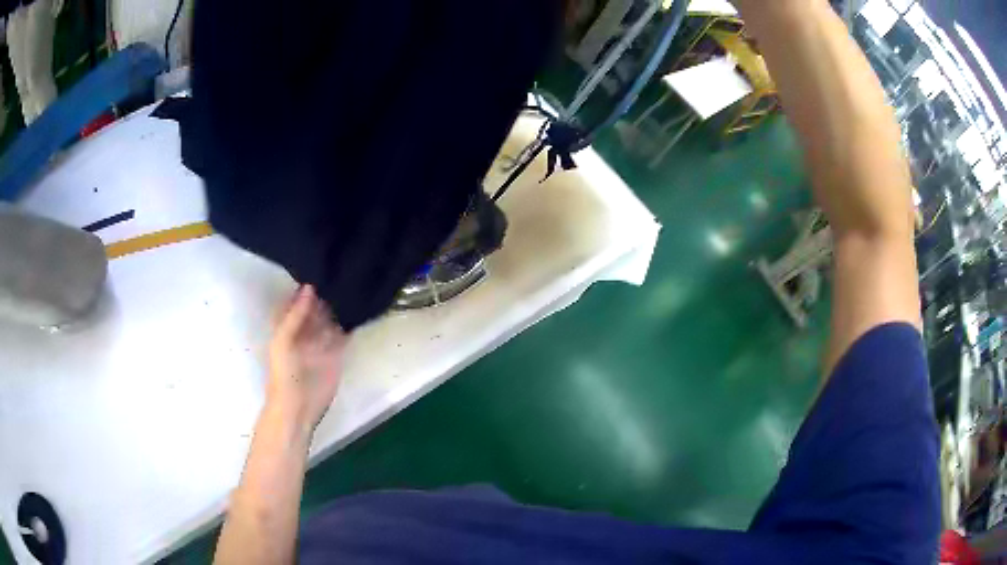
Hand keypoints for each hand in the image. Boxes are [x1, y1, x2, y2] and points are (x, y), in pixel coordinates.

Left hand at [266, 285, 346, 436]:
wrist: (297, 406)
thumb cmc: (283, 373)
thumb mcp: (283, 340)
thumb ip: (296, 315)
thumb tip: (310, 287)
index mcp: (287, 324)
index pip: (297, 300)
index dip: (306, 286)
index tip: (320, 265)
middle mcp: (305, 329)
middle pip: (316, 306)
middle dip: (326, 292)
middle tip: (342, 270)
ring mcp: (321, 341)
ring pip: (331, 317)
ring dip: (340, 305)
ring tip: (353, 282)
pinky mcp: (337, 352)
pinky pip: (345, 333)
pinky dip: (351, 322)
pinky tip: (360, 306)